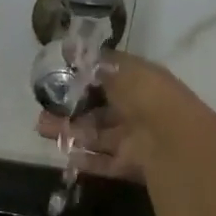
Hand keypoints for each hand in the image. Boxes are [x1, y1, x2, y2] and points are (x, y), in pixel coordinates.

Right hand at [35, 51, 179, 180]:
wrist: (172, 143)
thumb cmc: (148, 98)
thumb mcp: (123, 71)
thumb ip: (96, 63)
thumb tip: (71, 50)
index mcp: (141, 83)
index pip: (110, 78)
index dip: (85, 78)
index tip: (58, 77)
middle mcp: (139, 110)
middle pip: (100, 109)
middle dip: (71, 108)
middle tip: (44, 108)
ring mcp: (135, 139)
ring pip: (97, 135)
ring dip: (71, 132)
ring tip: (43, 128)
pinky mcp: (130, 165)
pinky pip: (105, 162)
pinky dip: (87, 159)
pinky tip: (66, 155)